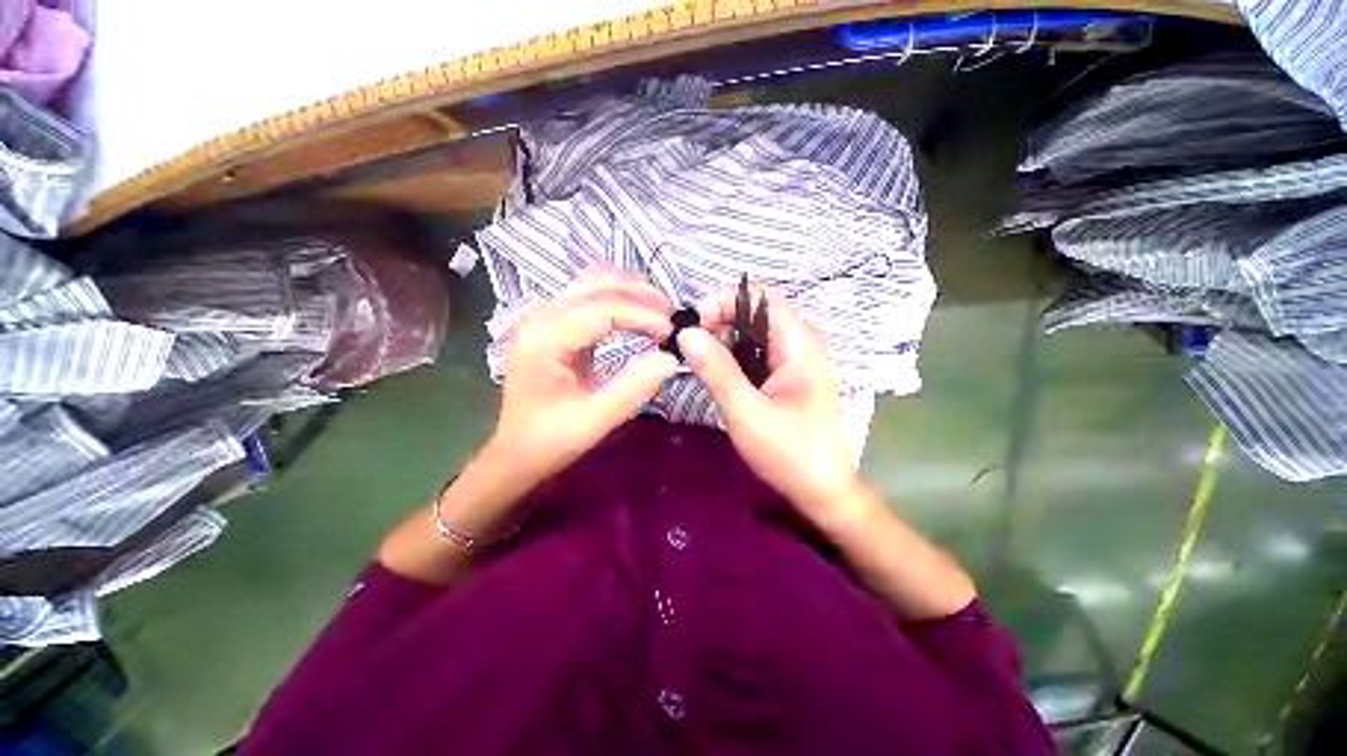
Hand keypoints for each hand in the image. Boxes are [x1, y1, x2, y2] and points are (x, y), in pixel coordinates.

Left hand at [487, 268, 680, 488]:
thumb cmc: (549, 442)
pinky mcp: (548, 322)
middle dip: (638, 293)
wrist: (514, 453)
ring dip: (628, 292)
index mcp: (543, 338)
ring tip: (661, 315)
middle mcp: (538, 317)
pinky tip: (638, 318)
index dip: (642, 314)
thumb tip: (672, 359)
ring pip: (590, 283)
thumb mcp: (594, 421)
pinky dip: (615, 300)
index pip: (601, 308)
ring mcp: (540, 316)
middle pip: (594, 282)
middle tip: (673, 316)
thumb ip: (632, 388)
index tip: (673, 332)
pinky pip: (585, 296)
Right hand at [677, 286, 860, 518]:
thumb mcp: (747, 413)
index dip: (723, 300)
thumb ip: (717, 370)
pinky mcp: (789, 382)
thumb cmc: (790, 454)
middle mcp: (800, 345)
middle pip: (755, 312)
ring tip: (696, 364)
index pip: (761, 296)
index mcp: (799, 344)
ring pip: (754, 335)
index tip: (693, 327)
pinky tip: (716, 379)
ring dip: (724, 342)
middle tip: (688, 348)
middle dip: (718, 321)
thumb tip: (687, 332)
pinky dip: (734, 360)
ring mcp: (796, 364)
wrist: (823, 492)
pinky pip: (758, 356)